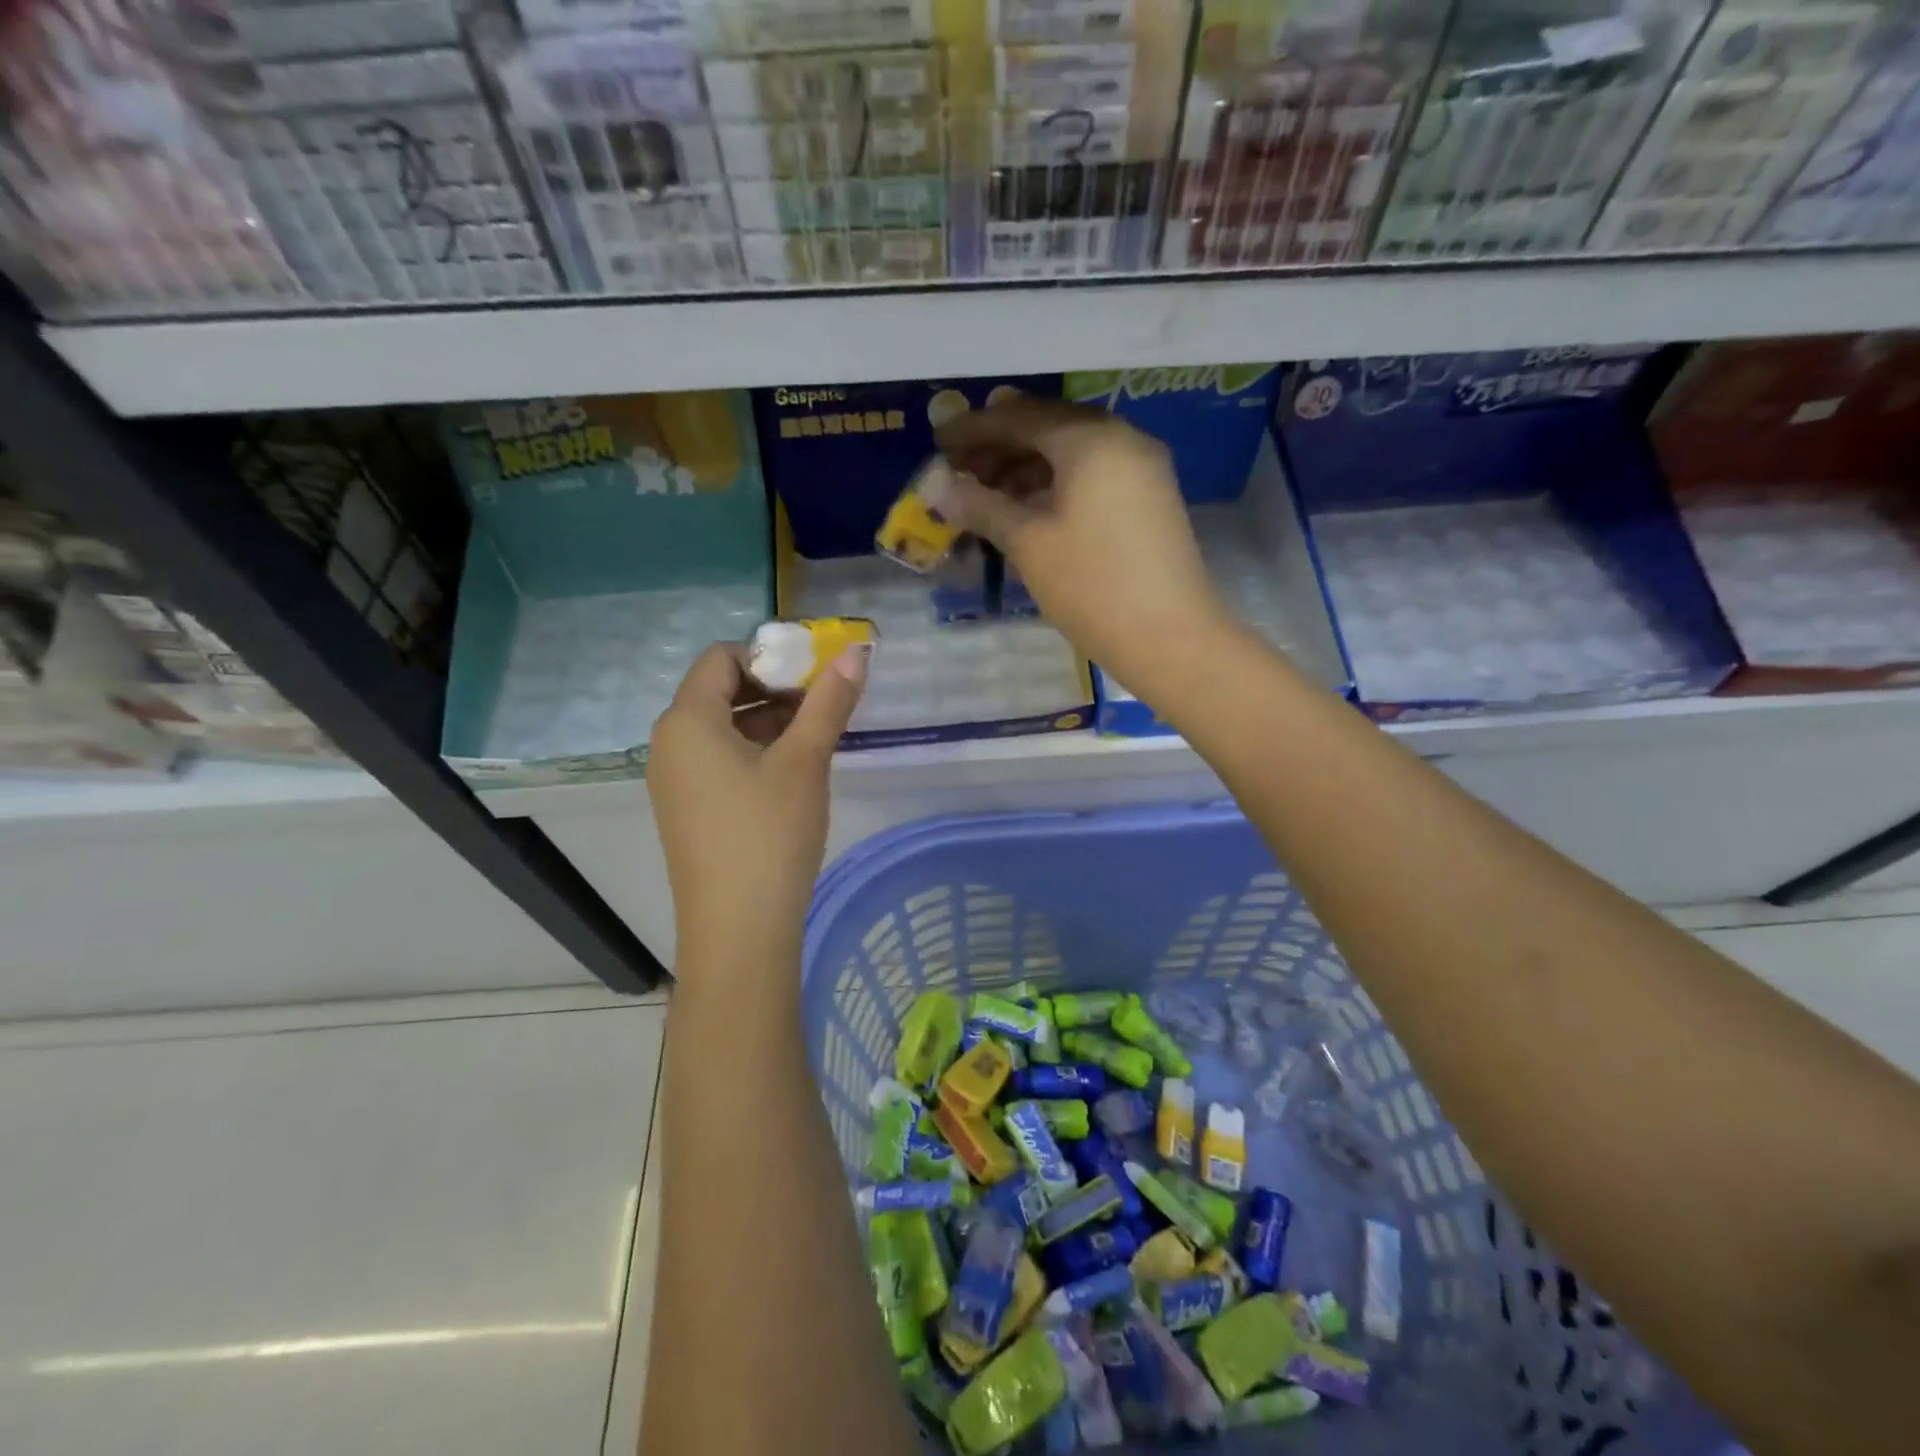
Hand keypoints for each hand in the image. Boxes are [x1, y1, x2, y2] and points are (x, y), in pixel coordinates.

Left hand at [649, 643, 865, 970]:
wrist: (738, 930)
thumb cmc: (769, 834)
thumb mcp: (805, 761)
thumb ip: (829, 701)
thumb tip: (856, 652)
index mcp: (687, 720)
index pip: (722, 657)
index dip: (770, 656)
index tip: (815, 675)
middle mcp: (669, 743)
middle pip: (720, 690)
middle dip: (775, 688)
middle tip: (824, 704)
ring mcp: (674, 780)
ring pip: (723, 728)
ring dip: (769, 722)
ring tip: (816, 738)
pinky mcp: (686, 810)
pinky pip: (718, 760)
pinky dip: (754, 753)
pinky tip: (792, 774)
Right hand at [933, 397, 1229, 682]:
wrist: (1171, 638)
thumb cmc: (1092, 586)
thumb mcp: (1029, 544)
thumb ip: (982, 507)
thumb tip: (938, 488)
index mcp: (1091, 439)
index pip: (1020, 417)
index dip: (974, 429)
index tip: (938, 443)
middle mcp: (1121, 439)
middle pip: (1048, 428)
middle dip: (999, 447)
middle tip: (959, 471)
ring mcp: (1141, 469)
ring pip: (1071, 453)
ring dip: (1026, 468)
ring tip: (986, 496)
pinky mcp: (1149, 498)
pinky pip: (1092, 475)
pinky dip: (1055, 485)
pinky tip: (1027, 510)